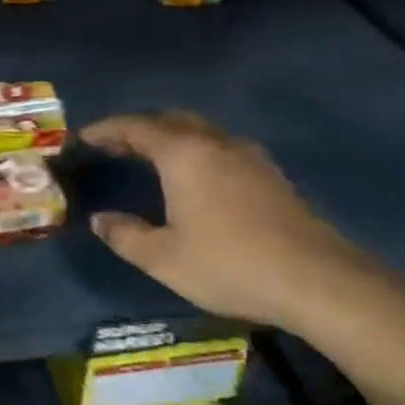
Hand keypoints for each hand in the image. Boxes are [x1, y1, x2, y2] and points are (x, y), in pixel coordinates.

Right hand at [78, 111, 386, 332]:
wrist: (322, 283)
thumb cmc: (231, 264)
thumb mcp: (163, 258)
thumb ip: (124, 235)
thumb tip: (100, 220)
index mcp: (183, 154)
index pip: (134, 127)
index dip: (105, 129)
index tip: (82, 137)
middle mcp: (215, 144)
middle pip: (170, 120)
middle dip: (138, 128)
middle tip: (113, 144)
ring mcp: (249, 157)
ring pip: (200, 131)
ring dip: (170, 137)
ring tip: (149, 156)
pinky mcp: (271, 176)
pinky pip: (220, 148)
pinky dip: (195, 151)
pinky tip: (193, 177)